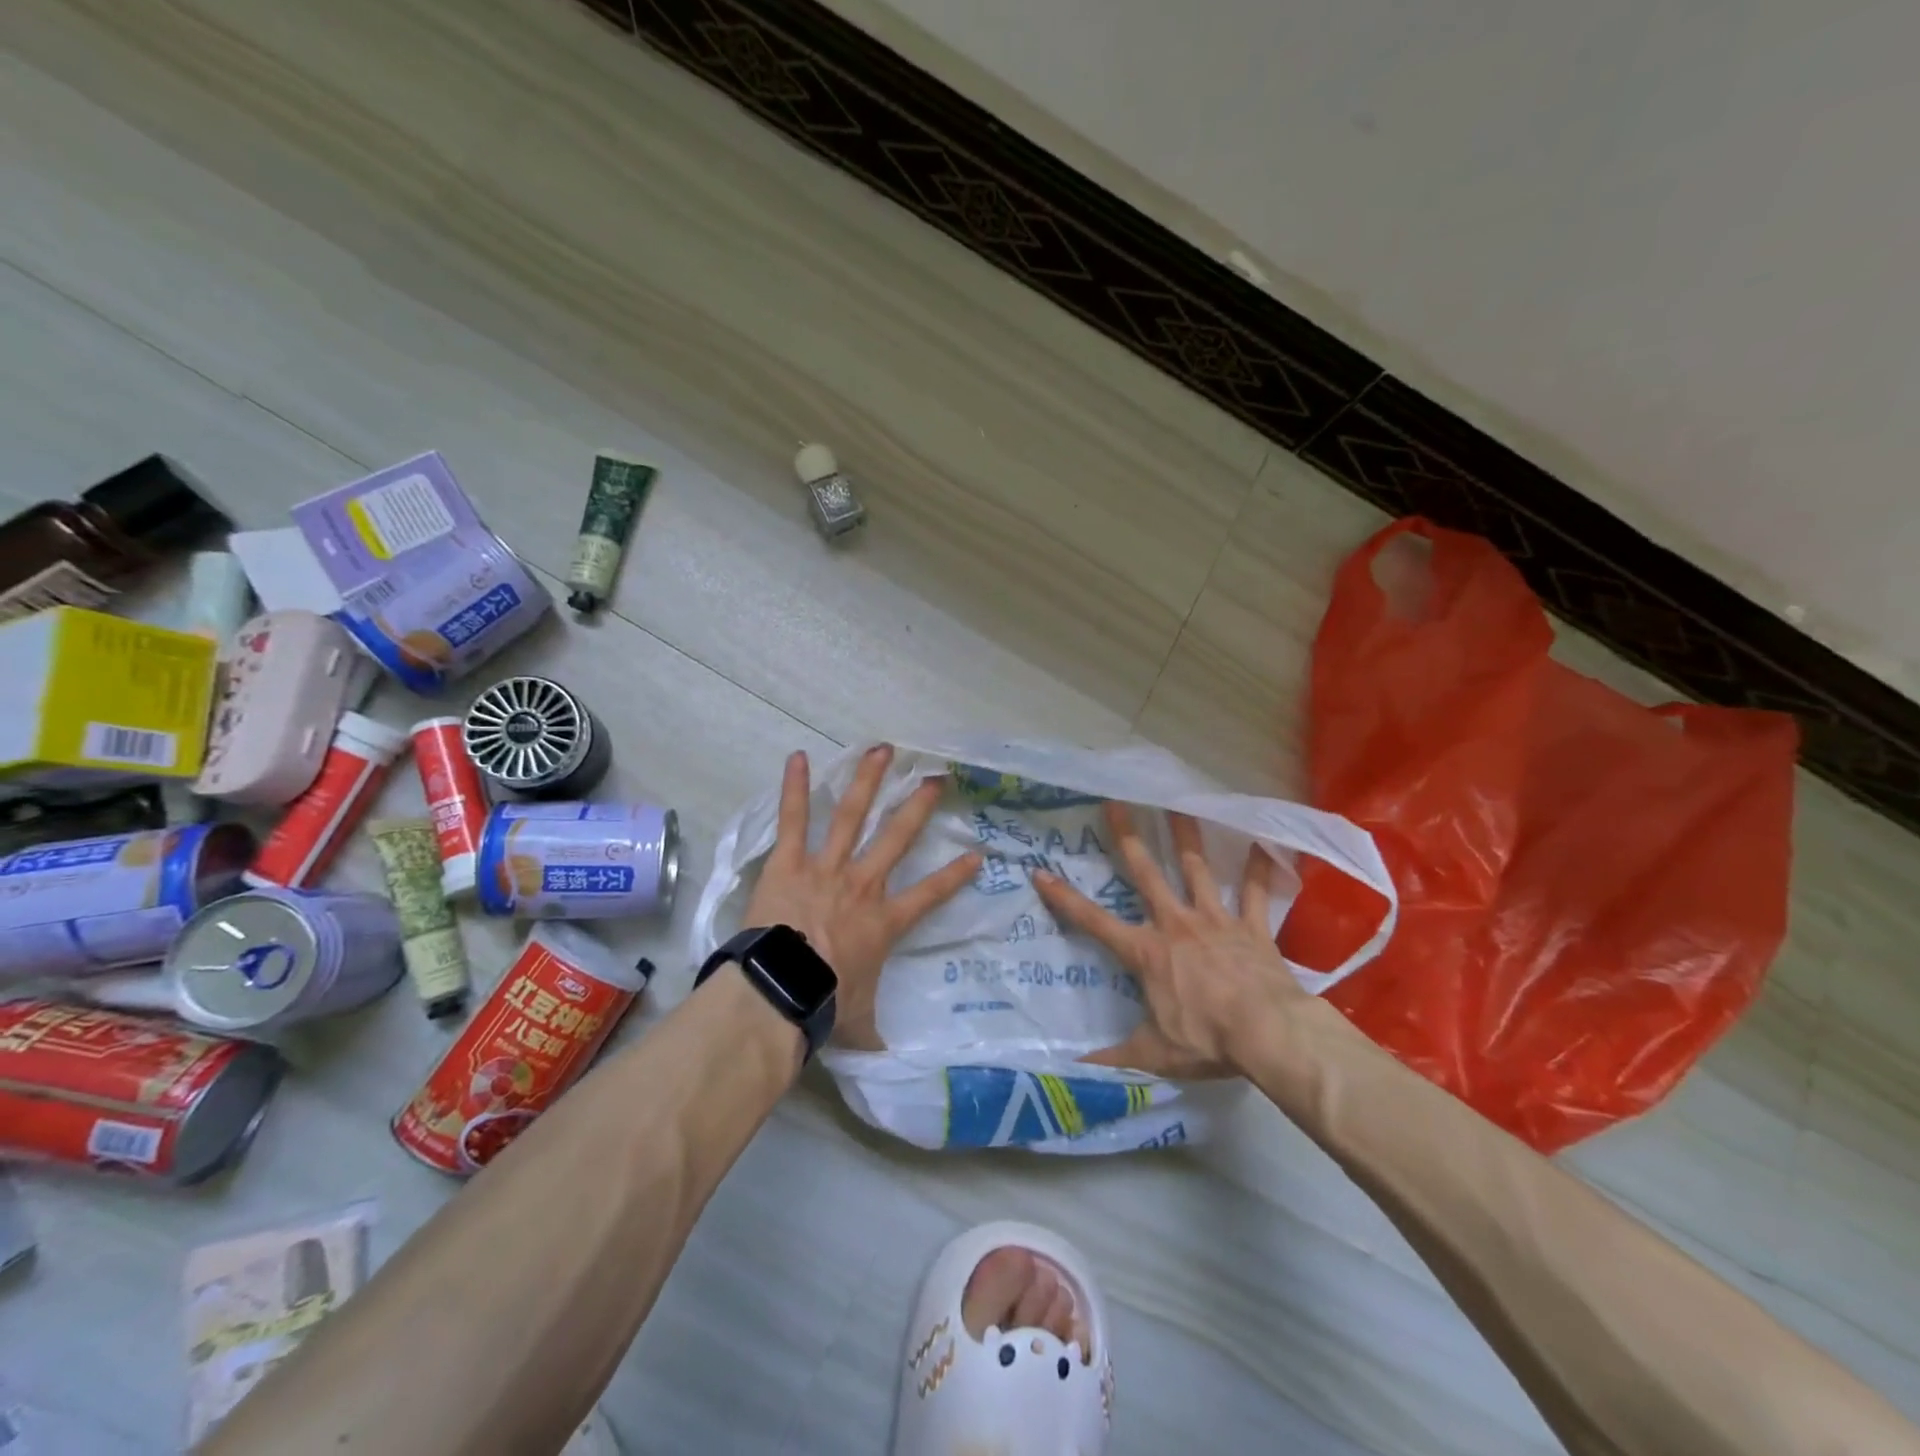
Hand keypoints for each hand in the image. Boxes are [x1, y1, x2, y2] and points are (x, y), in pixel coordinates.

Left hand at [742, 745, 979, 1050]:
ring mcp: (826, 868)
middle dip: (919, 806)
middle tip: (937, 778)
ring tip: (883, 749)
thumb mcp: (859, 1026)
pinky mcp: (789, 863)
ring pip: (852, 815)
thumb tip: (889, 1066)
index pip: (931, 895)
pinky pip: (794, 820)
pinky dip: (796, 788)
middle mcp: (862, 884)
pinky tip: (798, 756)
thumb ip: (875, 1037)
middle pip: (897, 837)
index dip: (956, 875)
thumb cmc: (824, 1006)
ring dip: (869, 781)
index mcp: (884, 921)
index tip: (977, 853)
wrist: (780, 992)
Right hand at [1033, 803, 1303, 1077]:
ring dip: (1187, 837)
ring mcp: (1215, 922)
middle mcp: (1176, 925)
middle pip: (1146, 874)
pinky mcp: (1251, 928)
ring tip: (1179, 804)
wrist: (1268, 1033)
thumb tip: (1074, 1071)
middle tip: (1115, 802)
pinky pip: (1255, 894)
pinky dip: (1259, 871)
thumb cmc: (1206, 1040)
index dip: (1065, 898)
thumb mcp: (1153, 1054)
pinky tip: (1265, 844)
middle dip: (1128, 838)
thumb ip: (1114, 1058)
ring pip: (1197, 870)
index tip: (1041, 872)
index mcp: (1147, 952)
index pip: (1094, 922)